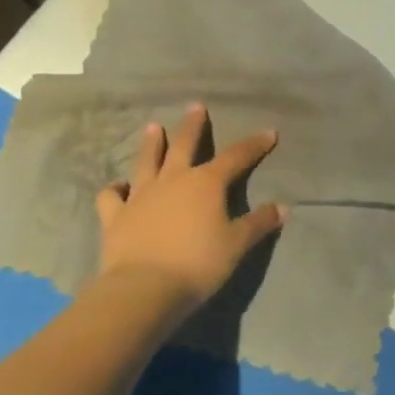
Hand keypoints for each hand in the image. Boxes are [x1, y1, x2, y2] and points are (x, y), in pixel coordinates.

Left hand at [95, 103, 286, 313]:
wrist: (144, 288)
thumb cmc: (198, 264)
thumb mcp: (237, 245)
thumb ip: (258, 224)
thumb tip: (283, 207)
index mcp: (206, 183)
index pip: (236, 157)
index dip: (254, 145)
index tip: (269, 133)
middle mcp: (173, 180)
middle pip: (185, 145)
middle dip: (193, 125)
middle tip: (196, 106)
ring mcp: (141, 195)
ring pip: (147, 161)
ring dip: (152, 143)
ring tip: (154, 127)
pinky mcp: (116, 215)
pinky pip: (111, 196)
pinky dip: (114, 188)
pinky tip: (118, 186)